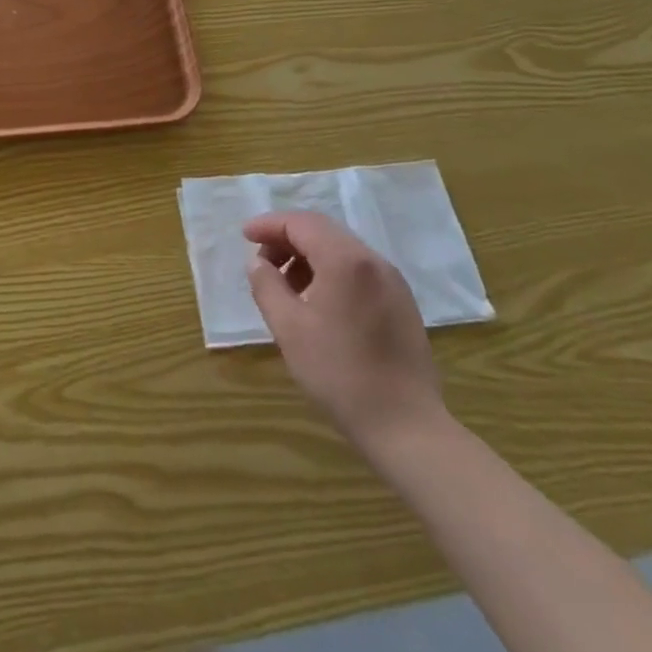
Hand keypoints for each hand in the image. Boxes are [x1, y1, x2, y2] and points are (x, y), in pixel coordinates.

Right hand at [244, 210, 445, 451]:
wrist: (406, 427)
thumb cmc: (339, 374)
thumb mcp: (289, 328)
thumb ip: (267, 285)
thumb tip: (258, 262)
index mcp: (345, 260)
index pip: (300, 223)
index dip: (269, 225)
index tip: (244, 237)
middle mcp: (373, 261)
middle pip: (322, 231)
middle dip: (287, 239)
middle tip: (262, 261)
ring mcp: (393, 282)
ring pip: (342, 250)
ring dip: (308, 257)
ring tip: (286, 286)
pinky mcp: (402, 304)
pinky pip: (359, 271)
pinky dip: (331, 272)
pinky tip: (317, 303)